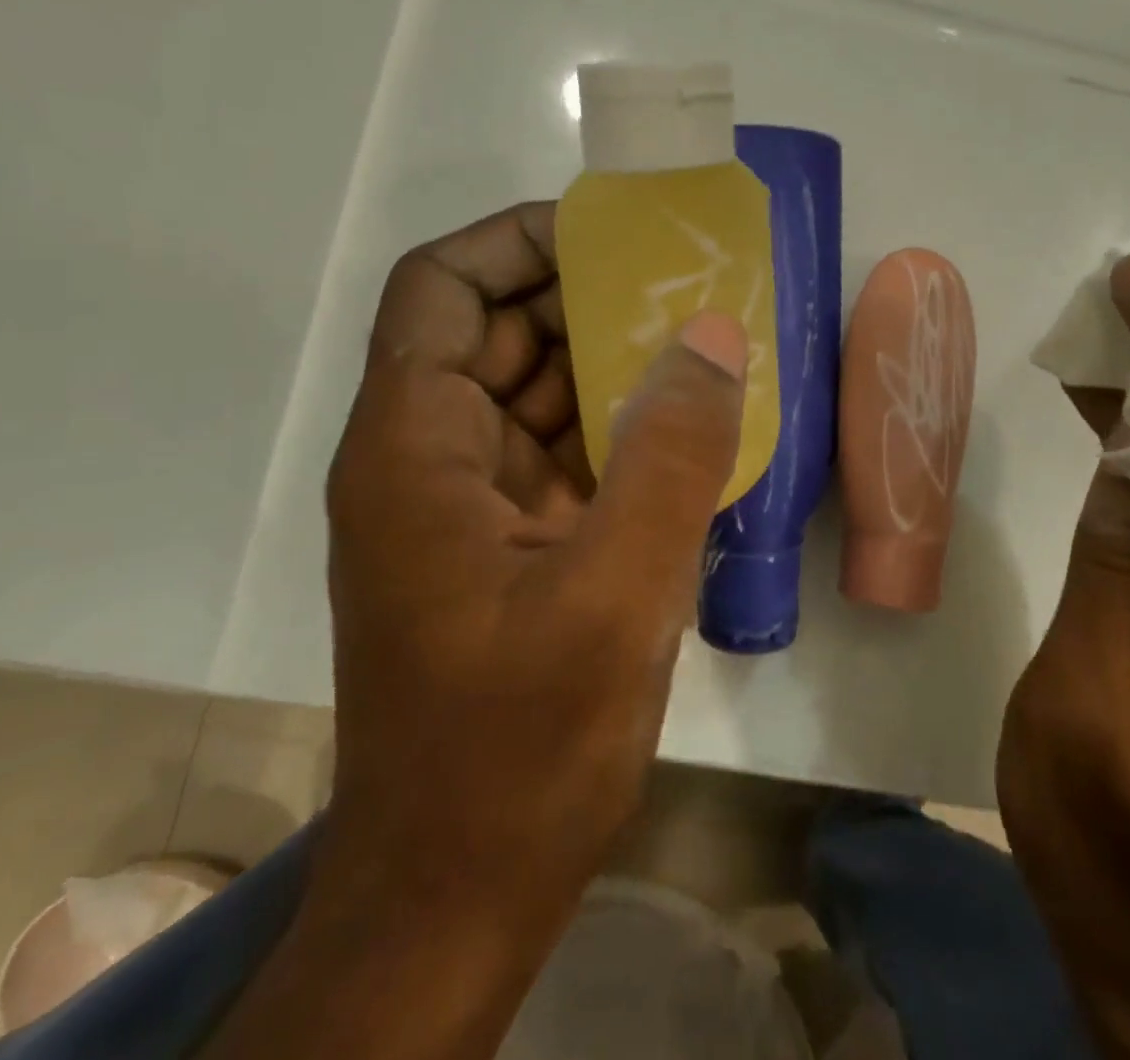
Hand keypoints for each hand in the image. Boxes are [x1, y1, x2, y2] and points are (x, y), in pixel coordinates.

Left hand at [313, 202, 747, 987]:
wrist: (462, 895)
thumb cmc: (519, 748)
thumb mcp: (616, 594)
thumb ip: (671, 454)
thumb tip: (714, 334)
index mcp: (415, 449)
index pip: (442, 290)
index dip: (515, 242)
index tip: (608, 235)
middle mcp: (428, 461)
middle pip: (495, 333)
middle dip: (584, 298)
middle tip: (685, 284)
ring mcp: (468, 507)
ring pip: (534, 393)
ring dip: (610, 363)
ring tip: (703, 342)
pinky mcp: (508, 547)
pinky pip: (562, 452)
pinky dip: (618, 428)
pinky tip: (690, 428)